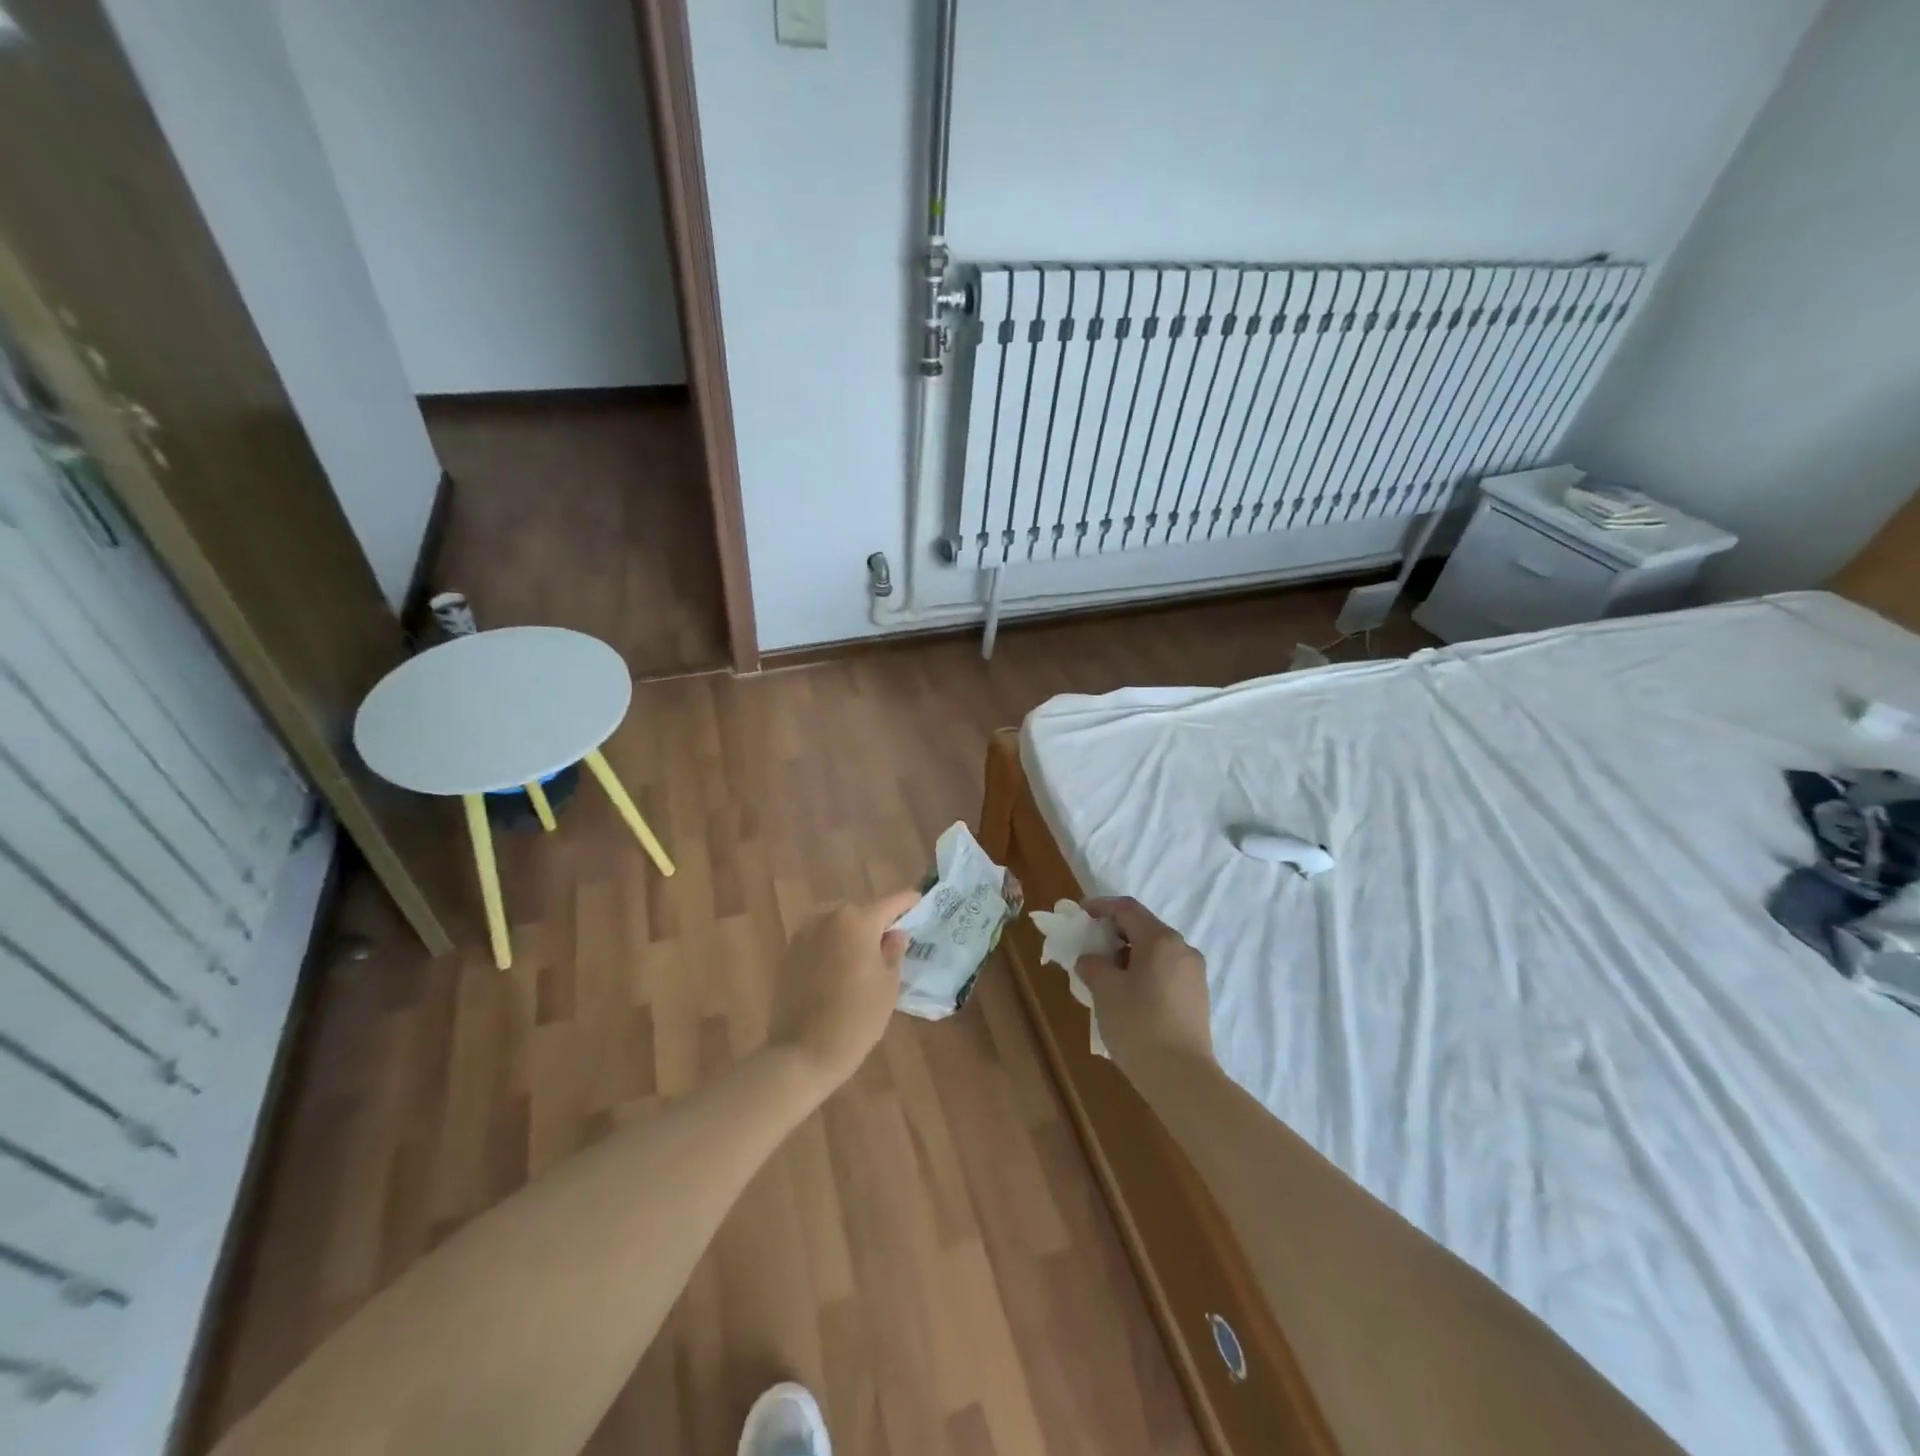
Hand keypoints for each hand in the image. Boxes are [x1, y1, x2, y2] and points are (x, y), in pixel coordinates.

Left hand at [768, 888, 920, 1089]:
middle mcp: (828, 918)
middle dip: (875, 923)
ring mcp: (804, 934)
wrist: (802, 1052)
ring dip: (851, 935)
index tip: (918, 899)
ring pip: (837, 926)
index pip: (890, 904)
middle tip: (889, 942)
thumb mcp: (888, 985)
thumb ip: (893, 952)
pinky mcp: (788, 953)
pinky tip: (839, 971)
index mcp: (858, 921)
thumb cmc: (857, 1017)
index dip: (906, 902)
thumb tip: (894, 934)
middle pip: (860, 913)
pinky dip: (832, 948)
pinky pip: (819, 941)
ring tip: (863, 958)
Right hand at [1076, 896, 1213, 1068]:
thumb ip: (1092, 965)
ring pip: (1156, 951)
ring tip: (1105, 974)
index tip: (1080, 914)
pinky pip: (1166, 971)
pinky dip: (1144, 971)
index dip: (1101, 906)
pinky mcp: (1197, 997)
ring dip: (1129, 954)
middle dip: (1114, 932)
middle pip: (1144, 928)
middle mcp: (1182, 949)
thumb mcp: (1105, 991)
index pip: (1127, 908)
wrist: (1182, 1078)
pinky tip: (1128, 994)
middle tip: (1089, 946)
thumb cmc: (1138, 1025)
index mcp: (1161, 940)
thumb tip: (1091, 960)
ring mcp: (1194, 974)